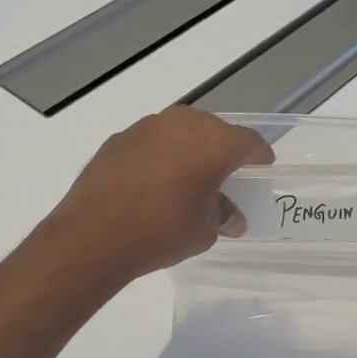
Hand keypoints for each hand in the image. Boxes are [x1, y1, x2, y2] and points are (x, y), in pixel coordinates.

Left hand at [46, 108, 273, 279]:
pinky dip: (157, 157)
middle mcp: (181, 123)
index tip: (263, 166)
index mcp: (213, 141)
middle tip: (224, 174)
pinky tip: (152, 182)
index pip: (248, 142)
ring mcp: (145, 127)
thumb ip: (221, 215)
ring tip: (186, 178)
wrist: (94, 234)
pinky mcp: (117, 139)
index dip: (259, 155)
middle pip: (212, 131)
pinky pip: (150, 143)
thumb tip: (229, 215)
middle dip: (221, 150)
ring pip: (178, 132)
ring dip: (187, 150)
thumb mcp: (203, 231)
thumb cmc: (162, 231)